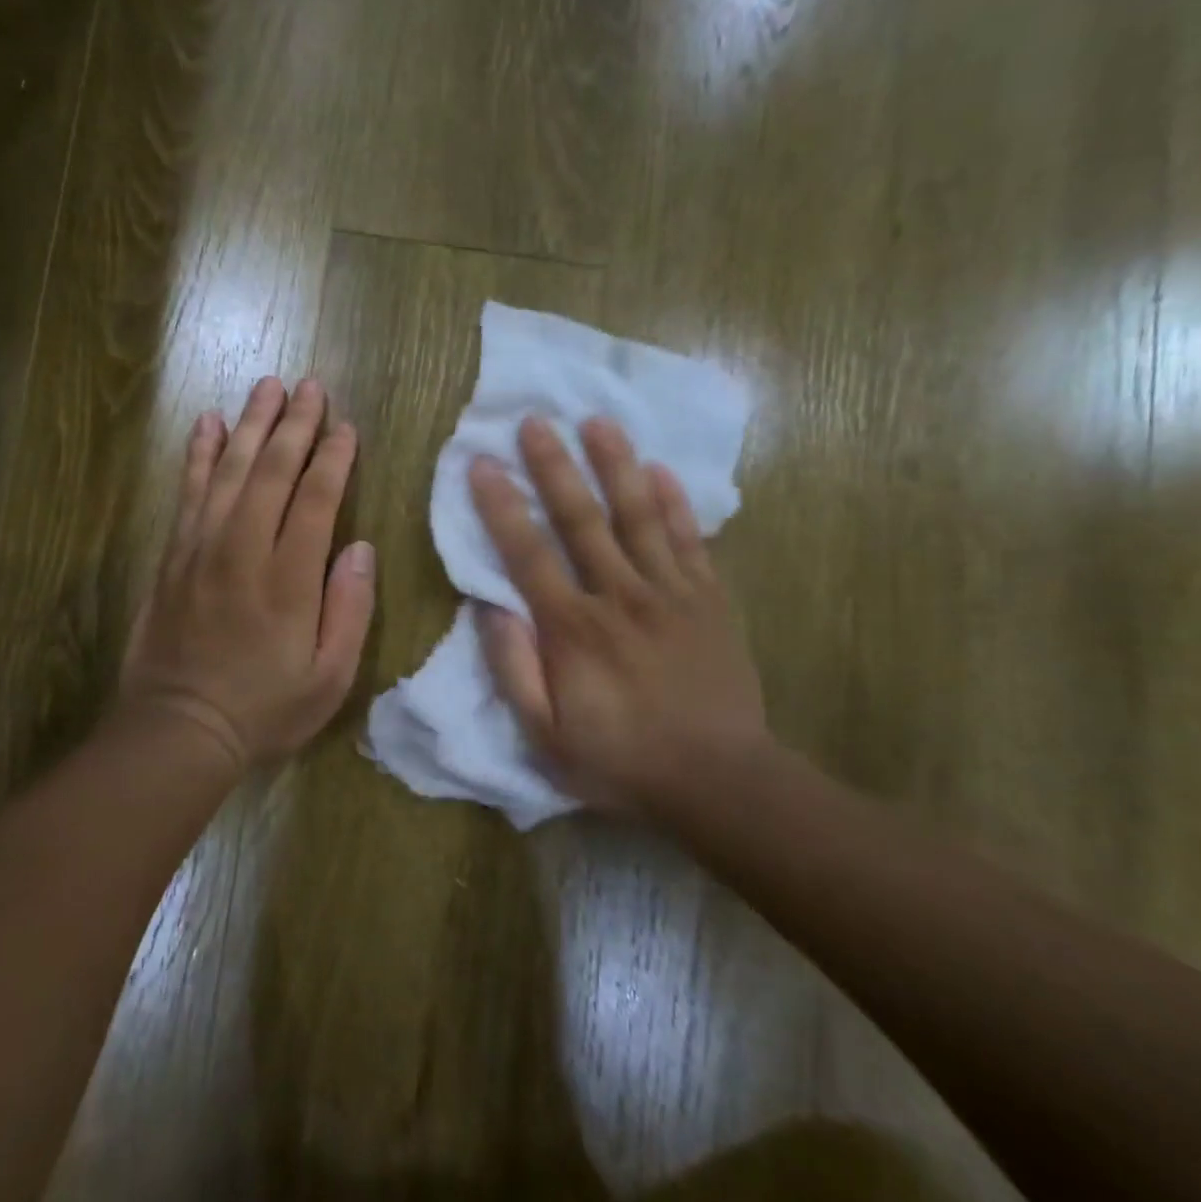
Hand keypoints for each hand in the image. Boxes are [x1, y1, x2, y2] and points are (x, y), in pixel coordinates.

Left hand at [119, 377, 376, 774]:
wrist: (178, 729)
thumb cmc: (265, 708)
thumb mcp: (329, 678)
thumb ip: (349, 610)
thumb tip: (359, 547)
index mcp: (289, 578)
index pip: (316, 498)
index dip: (333, 457)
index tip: (346, 426)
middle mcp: (243, 549)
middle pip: (272, 471)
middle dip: (295, 424)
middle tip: (310, 385)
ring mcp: (202, 548)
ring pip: (229, 470)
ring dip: (251, 425)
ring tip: (267, 386)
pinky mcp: (173, 555)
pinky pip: (187, 491)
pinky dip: (198, 453)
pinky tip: (208, 423)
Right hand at [468, 417, 770, 813]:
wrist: (718, 781)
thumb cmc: (622, 761)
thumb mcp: (546, 736)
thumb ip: (514, 670)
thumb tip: (488, 608)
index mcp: (572, 628)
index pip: (527, 553)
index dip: (501, 505)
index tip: (482, 463)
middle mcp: (619, 596)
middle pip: (581, 519)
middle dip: (554, 466)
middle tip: (534, 421)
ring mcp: (670, 592)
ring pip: (638, 515)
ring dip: (615, 465)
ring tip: (597, 421)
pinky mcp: (709, 599)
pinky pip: (690, 540)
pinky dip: (676, 502)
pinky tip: (661, 469)